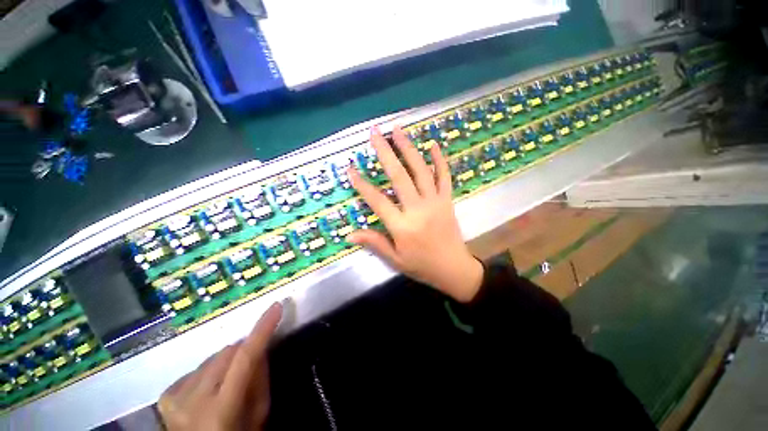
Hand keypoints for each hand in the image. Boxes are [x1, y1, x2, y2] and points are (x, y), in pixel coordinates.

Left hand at [158, 303, 282, 430]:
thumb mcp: (258, 416)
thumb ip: (261, 381)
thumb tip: (262, 348)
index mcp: (221, 410)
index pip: (245, 358)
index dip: (261, 330)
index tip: (275, 307)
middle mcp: (193, 401)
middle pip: (228, 353)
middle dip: (243, 353)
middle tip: (250, 367)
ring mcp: (175, 397)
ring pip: (212, 357)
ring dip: (226, 363)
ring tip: (227, 383)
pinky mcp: (166, 395)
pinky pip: (195, 368)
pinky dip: (207, 372)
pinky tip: (208, 389)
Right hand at [347, 126, 483, 302]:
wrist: (454, 269)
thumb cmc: (422, 265)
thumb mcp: (395, 259)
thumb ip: (374, 243)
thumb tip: (349, 234)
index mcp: (402, 226)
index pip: (377, 201)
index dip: (362, 185)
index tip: (350, 169)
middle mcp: (418, 209)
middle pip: (399, 176)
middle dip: (385, 153)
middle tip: (375, 133)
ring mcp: (435, 202)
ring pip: (421, 170)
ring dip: (408, 148)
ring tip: (398, 129)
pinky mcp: (447, 200)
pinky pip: (444, 176)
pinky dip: (439, 159)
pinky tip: (433, 144)